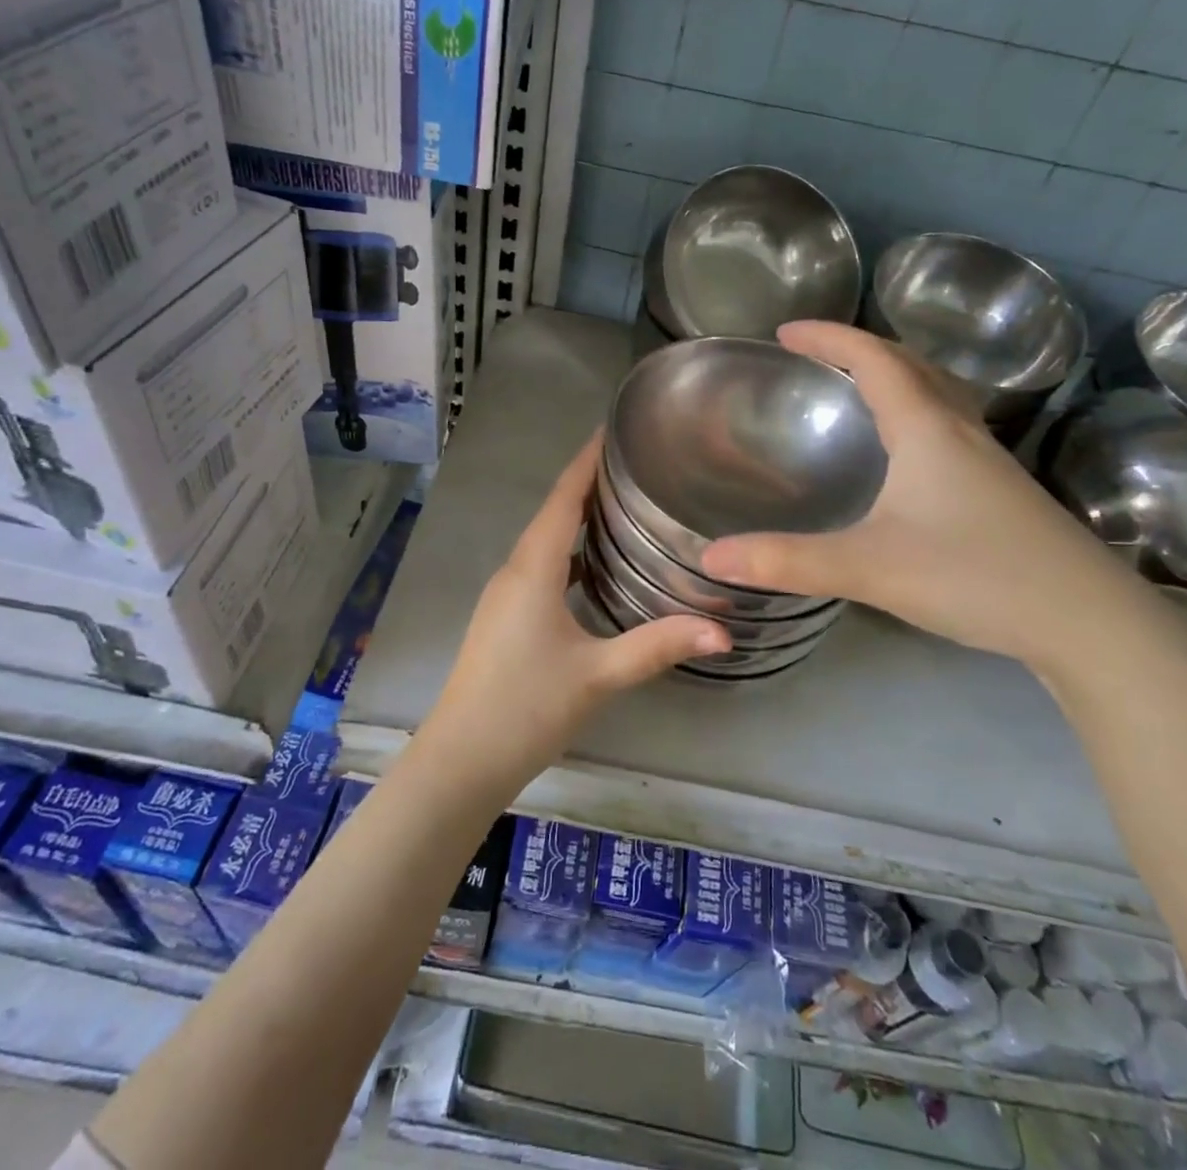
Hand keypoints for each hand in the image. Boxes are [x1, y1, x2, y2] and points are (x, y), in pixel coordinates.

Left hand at [421, 436, 729, 786]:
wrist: (462, 759)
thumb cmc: (526, 707)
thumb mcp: (598, 674)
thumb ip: (659, 647)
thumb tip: (723, 632)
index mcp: (533, 568)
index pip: (563, 497)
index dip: (587, 460)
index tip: (614, 428)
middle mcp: (515, 570)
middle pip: (554, 512)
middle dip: (590, 483)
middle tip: (638, 465)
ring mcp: (506, 595)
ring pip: (546, 541)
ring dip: (579, 519)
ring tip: (626, 506)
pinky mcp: (506, 617)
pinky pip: (542, 567)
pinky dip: (570, 553)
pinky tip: (597, 567)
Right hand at [699, 322, 1136, 668]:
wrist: (1088, 621)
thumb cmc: (976, 576)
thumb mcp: (869, 568)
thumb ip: (787, 561)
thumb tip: (710, 558)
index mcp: (927, 428)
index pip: (872, 359)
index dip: (827, 338)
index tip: (785, 332)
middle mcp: (960, 431)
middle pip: (909, 364)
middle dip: (858, 349)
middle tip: (815, 356)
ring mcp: (988, 461)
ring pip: (936, 395)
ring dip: (893, 377)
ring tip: (856, 391)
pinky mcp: (1001, 491)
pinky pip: (947, 428)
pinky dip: (914, 414)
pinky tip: (905, 456)